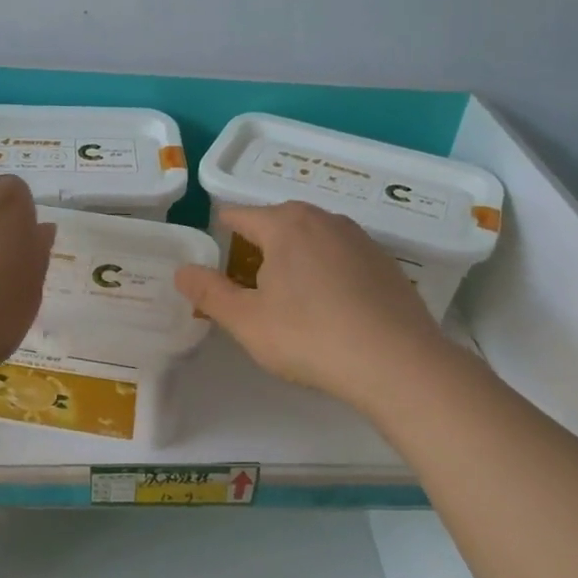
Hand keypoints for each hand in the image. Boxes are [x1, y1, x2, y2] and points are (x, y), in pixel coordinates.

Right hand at [175, 202, 450, 410]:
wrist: (396, 362)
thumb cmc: (309, 337)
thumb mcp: (246, 320)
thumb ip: (209, 292)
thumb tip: (181, 271)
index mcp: (285, 224)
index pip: (241, 215)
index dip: (222, 231)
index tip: (215, 254)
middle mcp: (324, 219)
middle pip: (279, 222)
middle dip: (259, 244)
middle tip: (248, 281)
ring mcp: (360, 239)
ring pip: (313, 238)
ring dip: (295, 256)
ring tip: (288, 293)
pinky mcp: (385, 263)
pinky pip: (342, 257)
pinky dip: (327, 271)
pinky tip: (330, 305)